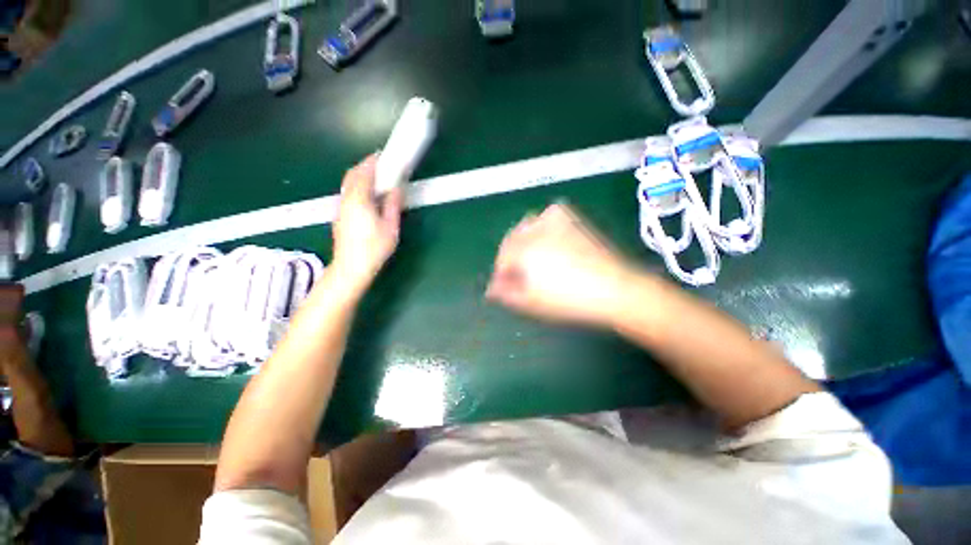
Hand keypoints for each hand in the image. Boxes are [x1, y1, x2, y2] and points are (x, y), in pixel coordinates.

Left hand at [331, 155, 402, 296]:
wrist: (351, 267)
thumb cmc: (374, 248)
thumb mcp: (390, 227)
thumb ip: (392, 205)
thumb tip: (397, 189)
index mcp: (359, 200)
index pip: (364, 173)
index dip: (373, 162)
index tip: (383, 155)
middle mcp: (346, 199)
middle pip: (352, 175)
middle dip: (365, 166)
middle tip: (381, 166)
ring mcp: (340, 207)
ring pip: (348, 184)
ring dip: (360, 176)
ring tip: (376, 179)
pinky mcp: (340, 215)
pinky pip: (347, 193)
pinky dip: (357, 186)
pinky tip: (367, 195)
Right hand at [486, 204, 634, 326]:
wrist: (614, 288)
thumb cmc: (569, 300)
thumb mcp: (531, 302)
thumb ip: (506, 293)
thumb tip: (491, 288)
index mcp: (523, 250)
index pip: (502, 259)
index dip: (501, 274)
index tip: (503, 286)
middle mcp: (535, 230)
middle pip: (511, 240)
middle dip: (510, 257)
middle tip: (517, 274)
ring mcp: (555, 222)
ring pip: (527, 226)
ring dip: (524, 241)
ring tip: (532, 258)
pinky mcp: (572, 219)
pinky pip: (548, 215)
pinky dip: (542, 224)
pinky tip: (548, 238)